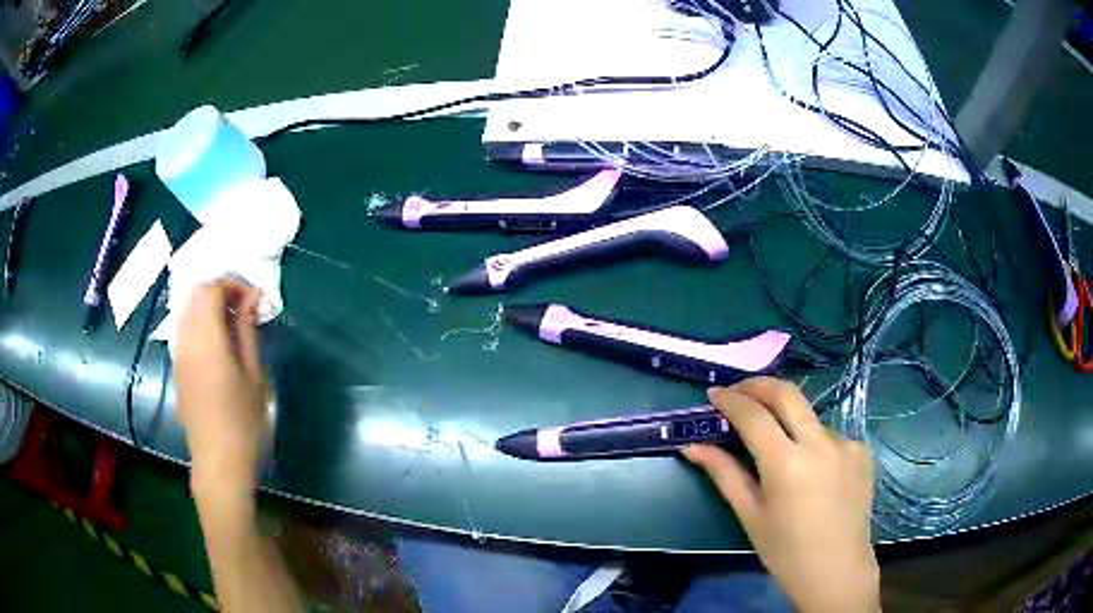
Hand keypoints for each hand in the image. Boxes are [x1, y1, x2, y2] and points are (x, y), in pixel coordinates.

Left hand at [175, 277, 267, 497]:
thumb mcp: (254, 374)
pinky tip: (219, 342)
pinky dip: (201, 321)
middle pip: (196, 293)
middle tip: (245, 307)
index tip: (254, 298)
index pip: (211, 289)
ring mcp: (178, 353)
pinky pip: (185, 328)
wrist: (218, 460)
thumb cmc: (243, 420)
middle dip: (221, 290)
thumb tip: (252, 297)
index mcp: (206, 338)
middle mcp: (186, 339)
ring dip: (209, 304)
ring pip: (188, 309)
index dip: (233, 283)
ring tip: (233, 323)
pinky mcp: (178, 366)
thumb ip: (248, 330)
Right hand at [683, 377, 878, 612]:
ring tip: (777, 447)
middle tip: (739, 392)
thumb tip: (692, 447)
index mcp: (787, 464)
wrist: (837, 571)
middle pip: (787, 393)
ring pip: (809, 417)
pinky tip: (810, 468)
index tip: (714, 395)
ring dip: (788, 420)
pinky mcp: (862, 451)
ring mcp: (847, 443)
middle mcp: (820, 443)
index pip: (753, 415)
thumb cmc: (785, 551)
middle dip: (758, 385)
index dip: (730, 400)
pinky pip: (830, 435)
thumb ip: (724, 474)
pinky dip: (812, 442)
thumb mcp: (750, 515)